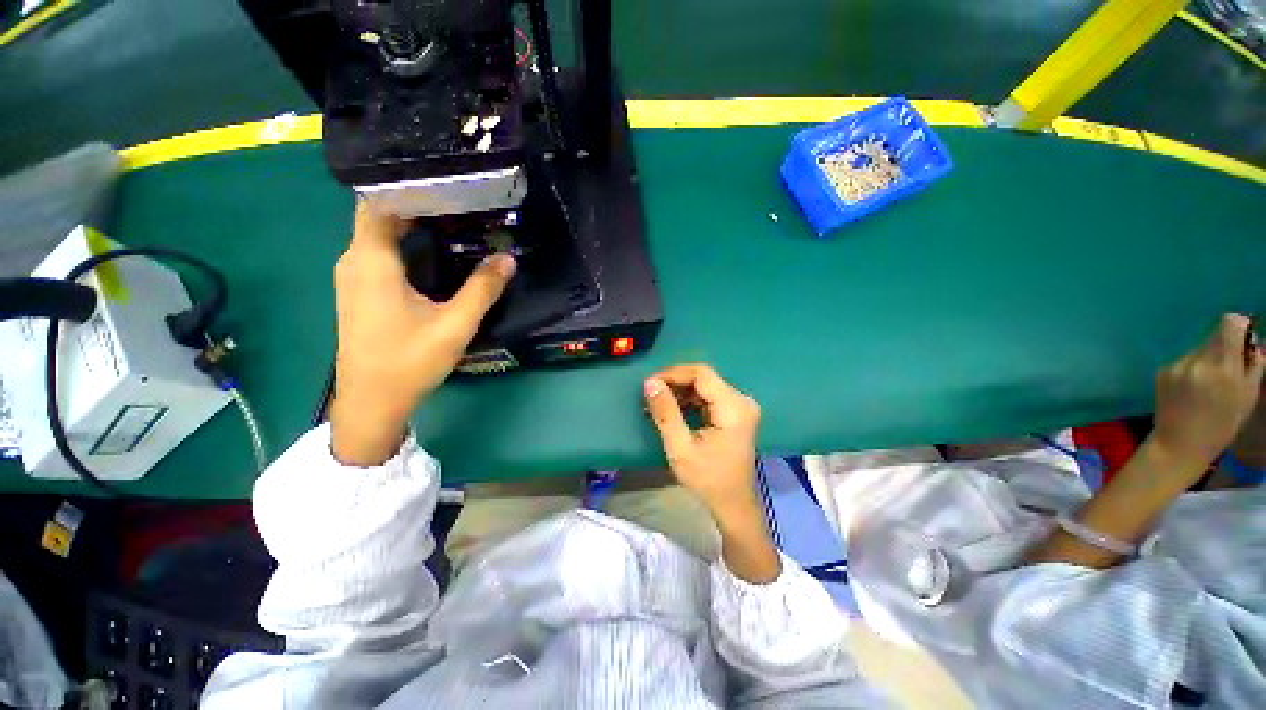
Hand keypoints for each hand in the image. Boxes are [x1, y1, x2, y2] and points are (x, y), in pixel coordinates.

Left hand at [329, 202, 515, 465]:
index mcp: (372, 262)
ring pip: (379, 236)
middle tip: (460, 201)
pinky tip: (435, 254)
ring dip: (412, 225)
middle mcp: (354, 262)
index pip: (379, 204)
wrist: (372, 403)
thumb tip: (507, 259)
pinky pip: (380, 255)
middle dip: (418, 205)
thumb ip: (482, 289)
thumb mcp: (454, 325)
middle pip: (380, 216)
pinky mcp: (360, 293)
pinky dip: (406, 245)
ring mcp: (353, 279)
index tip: (446, 184)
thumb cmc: (409, 361)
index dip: (409, 188)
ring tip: (453, 220)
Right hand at [643, 364, 761, 516]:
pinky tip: (672, 409)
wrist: (733, 504)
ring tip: (657, 403)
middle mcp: (741, 400)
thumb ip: (665, 412)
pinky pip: (709, 396)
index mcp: (733, 407)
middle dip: (675, 383)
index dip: (673, 373)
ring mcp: (740, 406)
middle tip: (650, 394)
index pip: (701, 374)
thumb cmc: (707, 479)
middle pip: (704, 378)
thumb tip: (650, 382)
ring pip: (705, 386)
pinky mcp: (736, 413)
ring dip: (680, 391)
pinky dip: (689, 400)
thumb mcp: (680, 447)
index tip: (649, 383)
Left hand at [1153, 313, 1263, 469]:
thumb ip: (1254, 365)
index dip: (1239, 326)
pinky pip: (1184, 362)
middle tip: (1230, 369)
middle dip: (1225, 348)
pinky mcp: (1163, 371)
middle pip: (1215, 337)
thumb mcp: (1248, 396)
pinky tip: (1192, 390)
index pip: (1229, 324)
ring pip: (1199, 350)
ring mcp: (1177, 365)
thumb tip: (1254, 341)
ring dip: (1208, 360)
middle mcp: (1198, 361)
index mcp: (1224, 367)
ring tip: (1209, 386)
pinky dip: (1192, 369)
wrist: (1179, 444)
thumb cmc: (1222, 425)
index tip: (1244, 338)